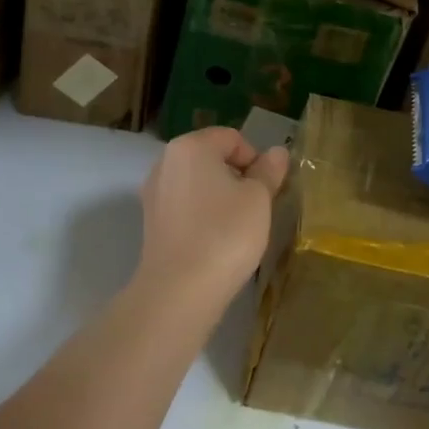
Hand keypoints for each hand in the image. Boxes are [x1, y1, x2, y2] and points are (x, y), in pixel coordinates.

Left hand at [137, 127, 289, 306]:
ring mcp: (154, 192)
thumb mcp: (258, 199)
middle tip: (256, 208)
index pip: (232, 137)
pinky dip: (202, 214)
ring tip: (237, 226)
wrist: (179, 291)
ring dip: (220, 196)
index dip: (255, 159)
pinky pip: (185, 205)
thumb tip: (277, 152)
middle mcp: (165, 161)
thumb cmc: (225, 234)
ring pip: (198, 183)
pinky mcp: (151, 221)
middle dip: (237, 176)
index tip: (267, 190)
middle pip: (211, 157)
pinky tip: (215, 240)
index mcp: (190, 146)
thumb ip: (268, 171)